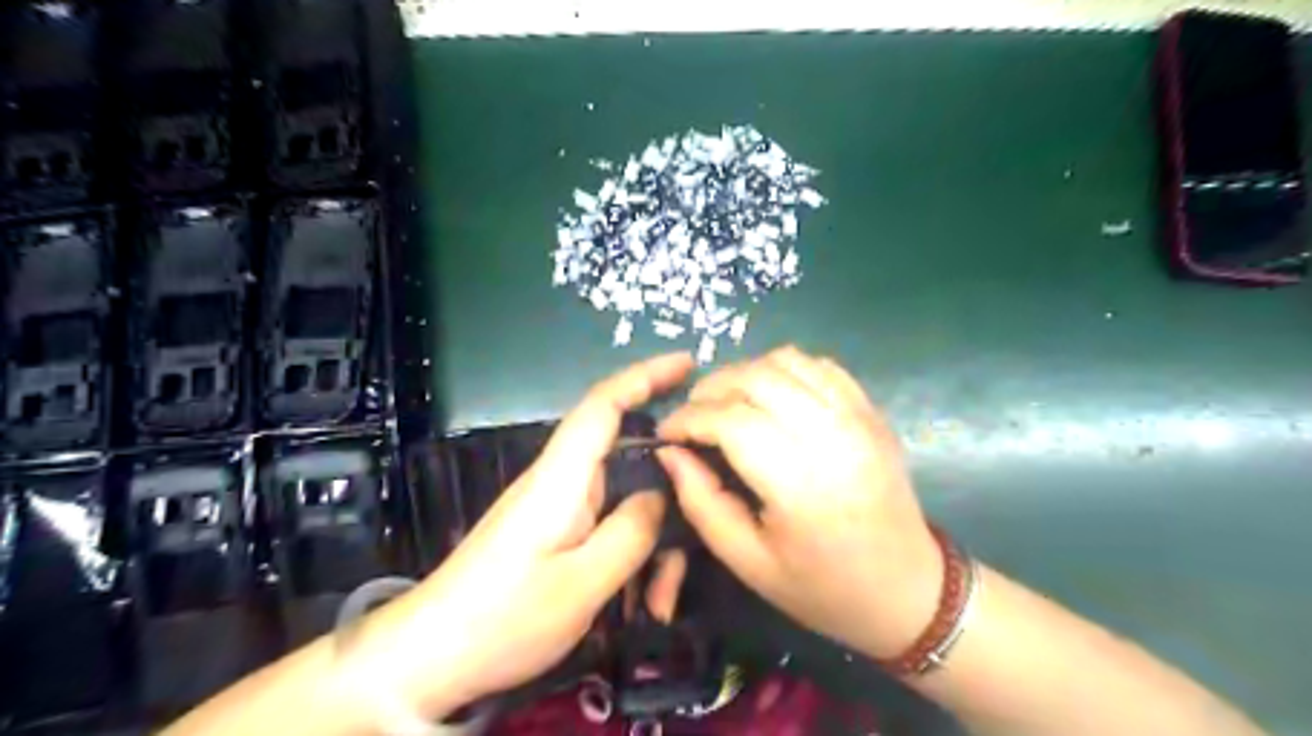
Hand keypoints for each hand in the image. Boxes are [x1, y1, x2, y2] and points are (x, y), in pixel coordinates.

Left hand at [358, 354, 695, 715]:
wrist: (431, 656)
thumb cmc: (504, 618)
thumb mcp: (583, 583)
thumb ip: (631, 532)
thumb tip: (661, 494)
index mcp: (562, 478)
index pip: (604, 404)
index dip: (646, 375)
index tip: (688, 364)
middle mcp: (560, 481)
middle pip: (626, 457)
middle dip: (668, 491)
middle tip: (699, 530)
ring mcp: (556, 507)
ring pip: (622, 501)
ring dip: (651, 543)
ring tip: (660, 600)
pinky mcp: (553, 531)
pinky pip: (606, 526)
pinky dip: (632, 557)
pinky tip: (640, 601)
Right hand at [655, 347, 943, 663]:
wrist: (907, 591)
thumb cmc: (821, 588)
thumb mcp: (746, 561)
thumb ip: (700, 501)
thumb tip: (670, 451)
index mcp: (800, 483)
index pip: (730, 420)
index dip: (688, 419)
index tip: (666, 432)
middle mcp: (832, 436)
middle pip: (756, 377)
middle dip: (710, 388)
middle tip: (692, 416)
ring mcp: (858, 417)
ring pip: (787, 360)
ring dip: (746, 373)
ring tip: (728, 403)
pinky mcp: (872, 411)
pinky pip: (821, 366)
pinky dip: (785, 370)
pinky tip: (772, 397)